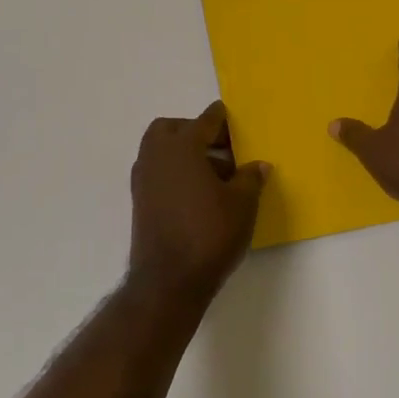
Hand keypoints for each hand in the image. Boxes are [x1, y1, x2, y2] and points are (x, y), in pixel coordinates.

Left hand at [128, 101, 269, 300]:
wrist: (169, 280)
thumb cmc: (210, 233)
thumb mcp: (242, 204)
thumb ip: (250, 178)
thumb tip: (258, 165)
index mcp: (182, 147)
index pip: (204, 121)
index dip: (221, 118)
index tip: (231, 117)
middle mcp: (157, 156)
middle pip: (172, 129)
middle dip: (195, 131)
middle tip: (221, 147)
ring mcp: (144, 180)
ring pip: (162, 151)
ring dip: (185, 153)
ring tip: (217, 175)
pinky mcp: (140, 202)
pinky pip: (158, 172)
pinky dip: (175, 172)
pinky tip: (199, 193)